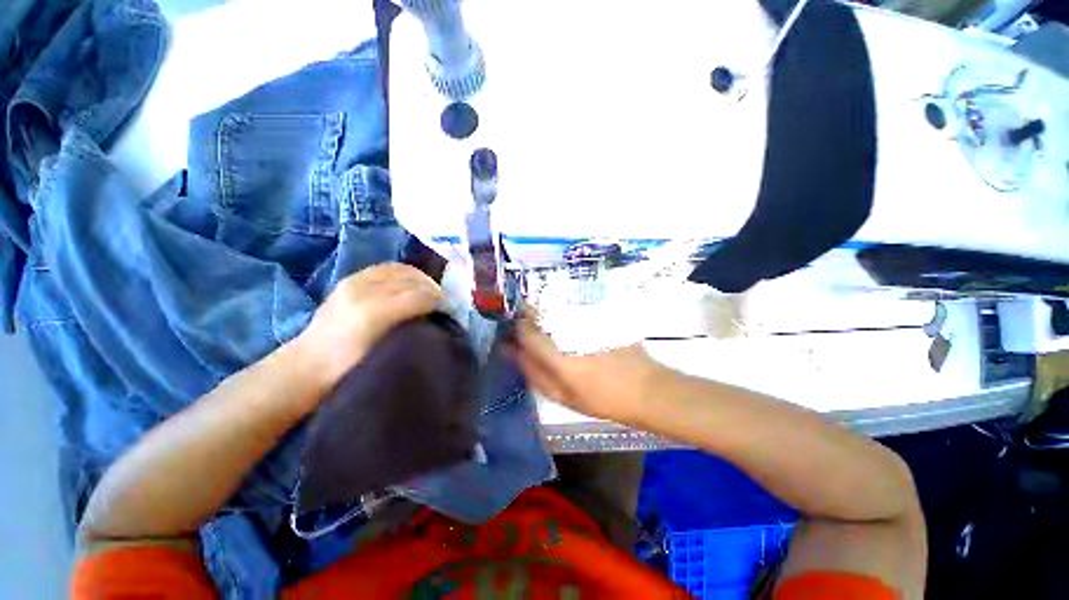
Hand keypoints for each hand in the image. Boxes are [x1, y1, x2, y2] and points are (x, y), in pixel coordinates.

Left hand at [295, 263, 441, 393]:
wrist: (308, 365)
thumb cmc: (350, 368)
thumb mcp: (386, 353)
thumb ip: (413, 329)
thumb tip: (438, 313)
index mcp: (374, 313)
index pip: (419, 296)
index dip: (440, 300)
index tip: (451, 310)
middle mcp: (365, 291)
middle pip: (412, 280)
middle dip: (433, 288)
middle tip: (444, 301)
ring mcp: (356, 282)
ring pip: (402, 270)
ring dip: (420, 278)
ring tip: (429, 291)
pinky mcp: (351, 279)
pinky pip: (387, 268)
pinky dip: (405, 273)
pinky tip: (410, 284)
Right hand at [514, 317, 670, 423]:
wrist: (647, 388)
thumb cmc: (603, 400)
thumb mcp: (564, 397)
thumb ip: (535, 374)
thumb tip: (512, 352)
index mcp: (559, 357)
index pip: (525, 330)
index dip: (518, 330)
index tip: (519, 337)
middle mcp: (570, 331)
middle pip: (538, 310)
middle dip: (531, 317)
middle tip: (537, 333)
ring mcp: (586, 319)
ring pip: (554, 305)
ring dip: (548, 313)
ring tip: (557, 330)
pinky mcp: (600, 314)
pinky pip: (573, 306)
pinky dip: (566, 313)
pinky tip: (576, 326)